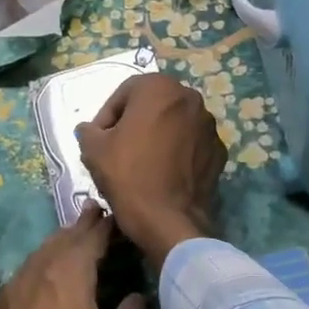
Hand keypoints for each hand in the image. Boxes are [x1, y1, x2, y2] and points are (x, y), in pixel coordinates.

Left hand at [0, 205, 146, 308]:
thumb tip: (137, 296)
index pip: (92, 235)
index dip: (104, 224)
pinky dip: (39, 267)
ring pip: (40, 253)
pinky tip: (43, 278)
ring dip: (58, 243)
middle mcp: (41, 267)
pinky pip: (24, 275)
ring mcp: (14, 284)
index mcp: (71, 270)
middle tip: (93, 211)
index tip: (113, 213)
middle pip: (64, 237)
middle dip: (80, 224)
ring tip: (71, 238)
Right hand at [76, 73, 226, 268]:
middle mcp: (190, 98)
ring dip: (158, 136)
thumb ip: (88, 131)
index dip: (107, 116)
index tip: (99, 139)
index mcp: (160, 87)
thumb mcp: (93, 150)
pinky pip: (191, 145)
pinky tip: (164, 174)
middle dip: (134, 123)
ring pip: (174, 124)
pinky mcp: (219, 152)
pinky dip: (177, 153)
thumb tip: (90, 130)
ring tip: (142, 163)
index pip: (125, 93)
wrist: (168, 220)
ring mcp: (209, 126)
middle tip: (118, 149)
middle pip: (153, 106)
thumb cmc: (128, 176)